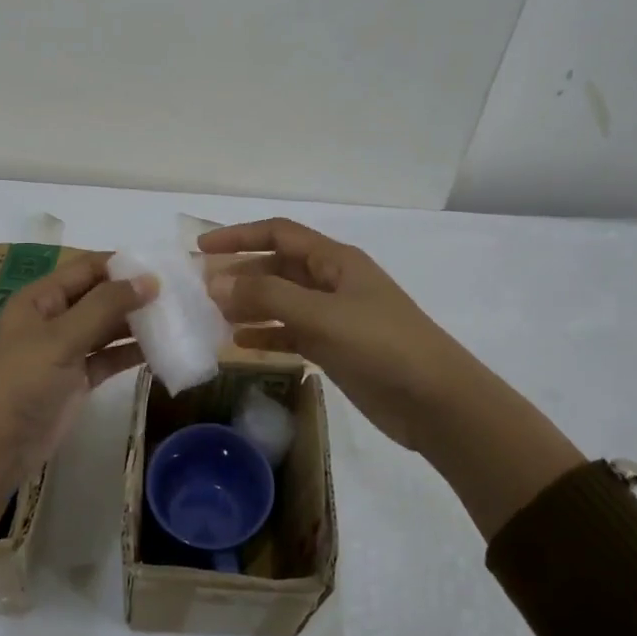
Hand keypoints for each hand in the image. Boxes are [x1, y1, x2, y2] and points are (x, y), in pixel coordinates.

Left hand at [0, 253, 157, 494]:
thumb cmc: (21, 381)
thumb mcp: (61, 338)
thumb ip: (105, 307)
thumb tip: (150, 280)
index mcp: (41, 297)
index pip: (88, 268)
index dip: (122, 265)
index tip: (163, 267)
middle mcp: (55, 318)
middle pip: (101, 296)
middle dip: (135, 294)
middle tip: (180, 294)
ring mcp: (67, 350)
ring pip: (108, 328)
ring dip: (138, 324)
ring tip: (179, 318)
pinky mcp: (78, 380)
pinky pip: (110, 358)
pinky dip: (133, 354)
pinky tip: (163, 350)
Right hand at [199, 218, 500, 457]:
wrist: (436, 401)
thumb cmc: (381, 345)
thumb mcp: (321, 315)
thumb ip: (266, 297)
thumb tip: (215, 282)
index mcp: (334, 260)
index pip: (279, 234)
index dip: (239, 236)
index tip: (202, 247)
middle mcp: (332, 282)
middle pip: (277, 267)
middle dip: (240, 274)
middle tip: (200, 289)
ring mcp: (334, 316)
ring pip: (281, 302)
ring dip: (249, 305)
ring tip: (213, 317)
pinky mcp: (335, 348)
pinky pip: (291, 333)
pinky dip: (266, 335)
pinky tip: (239, 345)